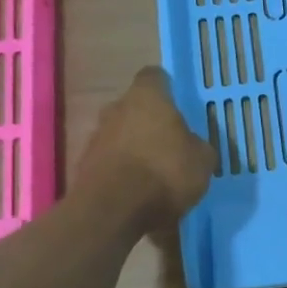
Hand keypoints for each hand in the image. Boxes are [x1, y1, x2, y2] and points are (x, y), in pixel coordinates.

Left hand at [76, 67, 215, 229]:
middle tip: (169, 142)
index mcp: (147, 97)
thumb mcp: (202, 160)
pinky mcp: (84, 165)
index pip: (154, 77)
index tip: (178, 105)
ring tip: (153, 172)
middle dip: (149, 121)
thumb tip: (192, 145)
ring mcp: (96, 136)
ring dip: (133, 147)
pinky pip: (109, 160)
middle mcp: (116, 108)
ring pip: (120, 134)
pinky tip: (136, 191)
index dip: (167, 89)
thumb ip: (197, 145)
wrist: (114, 210)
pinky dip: (121, 170)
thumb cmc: (165, 172)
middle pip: (134, 107)